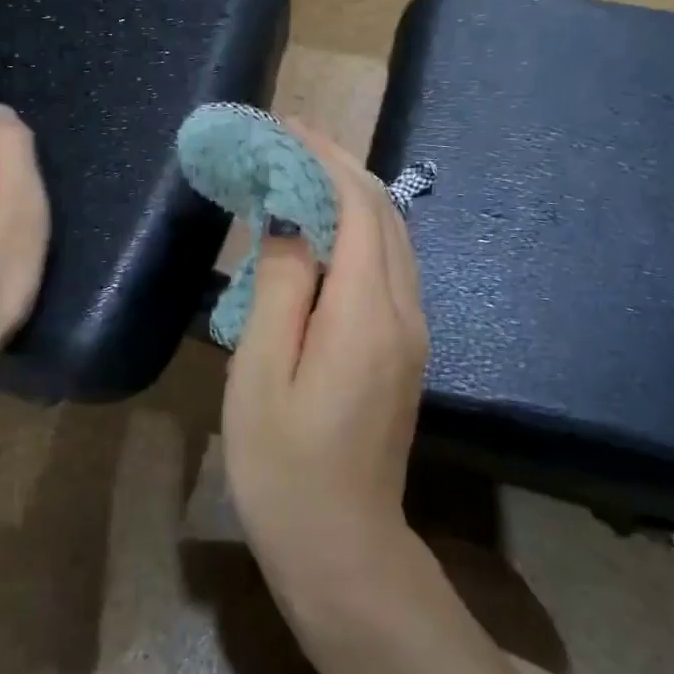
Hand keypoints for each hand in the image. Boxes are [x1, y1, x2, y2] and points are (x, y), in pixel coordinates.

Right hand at [221, 122, 429, 608]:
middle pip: (384, 214)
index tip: (287, 128)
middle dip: (341, 167)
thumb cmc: (283, 466)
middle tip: (290, 143)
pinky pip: (389, 267)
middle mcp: (404, 311)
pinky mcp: (407, 349)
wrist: (342, 545)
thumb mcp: (261, 373)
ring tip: (301, 176)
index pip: (358, 207)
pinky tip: (321, 233)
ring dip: (352, 197)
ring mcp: (413, 331)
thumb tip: (289, 226)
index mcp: (366, 314)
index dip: (326, 159)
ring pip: (392, 238)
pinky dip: (359, 232)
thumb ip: (280, 289)